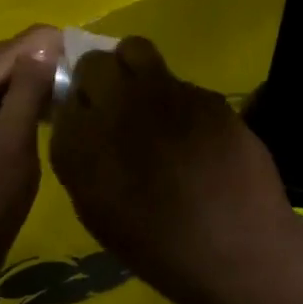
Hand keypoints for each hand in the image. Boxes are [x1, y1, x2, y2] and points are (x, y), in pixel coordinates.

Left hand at [0, 26, 60, 273]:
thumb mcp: (12, 141)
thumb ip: (28, 89)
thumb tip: (44, 46)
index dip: (39, 47)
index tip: (77, 39)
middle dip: (33, 64)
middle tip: (78, 58)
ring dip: (25, 86)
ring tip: (67, 79)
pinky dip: (12, 107)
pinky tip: (41, 106)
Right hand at [49, 37, 302, 303]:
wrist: (238, 251)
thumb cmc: (160, 249)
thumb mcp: (98, 213)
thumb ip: (81, 161)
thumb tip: (81, 125)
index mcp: (82, 144)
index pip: (64, 98)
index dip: (77, 108)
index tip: (87, 122)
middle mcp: (117, 107)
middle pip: (94, 64)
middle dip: (99, 79)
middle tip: (114, 106)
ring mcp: (166, 94)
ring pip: (136, 52)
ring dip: (135, 72)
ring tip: (151, 106)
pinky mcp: (207, 95)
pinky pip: (180, 81)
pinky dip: (178, 100)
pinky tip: (195, 134)